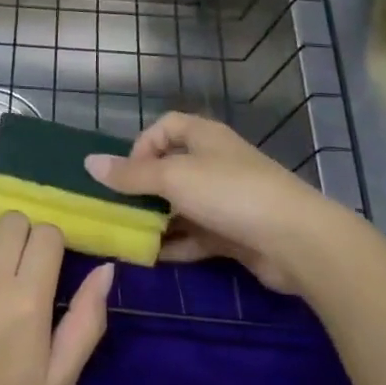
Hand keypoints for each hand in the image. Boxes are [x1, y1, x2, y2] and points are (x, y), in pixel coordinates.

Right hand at [85, 112, 356, 297]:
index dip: (141, 145)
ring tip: (129, 236)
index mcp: (204, 137)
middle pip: (170, 168)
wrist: (296, 240)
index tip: (126, 173)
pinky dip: (175, 244)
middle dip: (144, 188)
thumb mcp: (173, 178)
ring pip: (181, 205)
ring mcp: (226, 200)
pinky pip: (195, 235)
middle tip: (119, 209)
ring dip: (157, 219)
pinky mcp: (234, 233)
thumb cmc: (230, 193)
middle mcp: (215, 163)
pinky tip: (153, 258)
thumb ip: (131, 175)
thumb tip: (89, 163)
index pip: (164, 127)